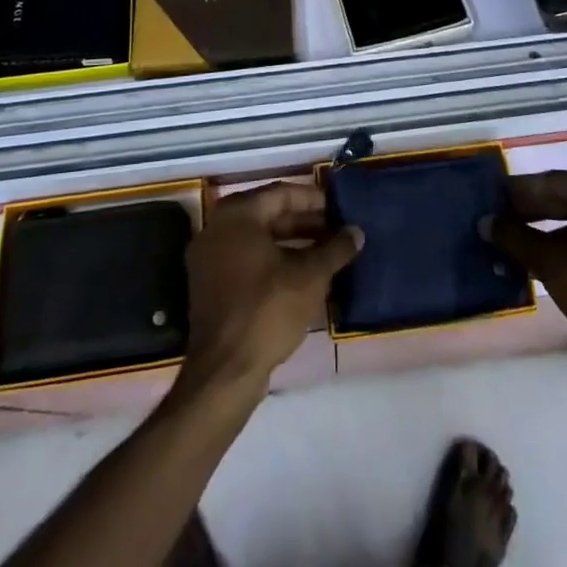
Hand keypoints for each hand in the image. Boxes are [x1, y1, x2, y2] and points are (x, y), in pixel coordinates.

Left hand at [180, 183, 361, 399]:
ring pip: (258, 240)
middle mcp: (217, 230)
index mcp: (237, 216)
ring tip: (326, 253)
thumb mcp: (310, 277)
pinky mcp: (211, 287)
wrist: (225, 372)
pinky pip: (247, 261)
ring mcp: (210, 259)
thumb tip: (357, 231)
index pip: (281, 194)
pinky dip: (274, 262)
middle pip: (268, 215)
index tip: (339, 208)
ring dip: (292, 244)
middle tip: (336, 230)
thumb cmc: (267, 311)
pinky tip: (303, 276)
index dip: (313, 199)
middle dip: (305, 223)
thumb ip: (335, 249)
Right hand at [488, 171, 566, 372]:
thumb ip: (515, 237)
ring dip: (557, 229)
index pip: (555, 182)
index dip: (521, 192)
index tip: (496, 199)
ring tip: (526, 241)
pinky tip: (557, 257)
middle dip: (538, 210)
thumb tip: (486, 222)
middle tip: (507, 220)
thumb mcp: (549, 262)